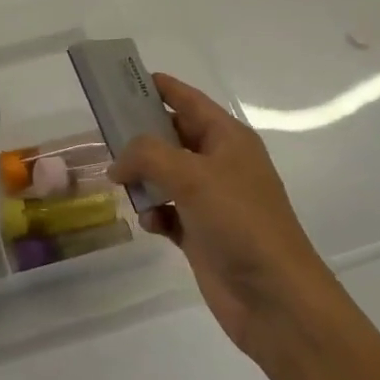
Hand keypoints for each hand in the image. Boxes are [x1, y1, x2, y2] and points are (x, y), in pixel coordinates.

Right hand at [112, 74, 340, 360]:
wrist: (275, 298)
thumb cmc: (239, 222)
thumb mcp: (192, 176)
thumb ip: (147, 155)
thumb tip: (119, 162)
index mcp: (227, 138)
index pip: (188, 100)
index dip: (160, 87)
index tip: (122, 81)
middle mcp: (219, 163)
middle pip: (171, 137)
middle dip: (140, 137)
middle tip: (105, 136)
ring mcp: (210, 200)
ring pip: (164, 175)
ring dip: (143, 179)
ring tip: (122, 184)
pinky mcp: (200, 233)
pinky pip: (166, 211)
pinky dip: (154, 213)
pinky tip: (150, 223)